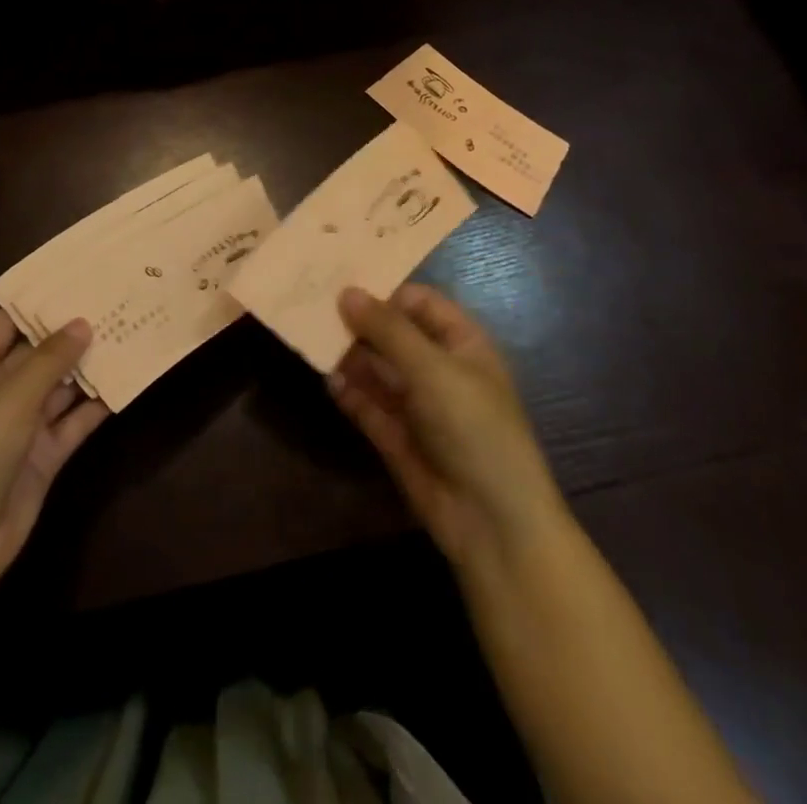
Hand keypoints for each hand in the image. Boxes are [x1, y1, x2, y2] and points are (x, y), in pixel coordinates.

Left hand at [0, 312, 107, 609]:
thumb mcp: (7, 403)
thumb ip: (48, 361)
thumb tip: (82, 323)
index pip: (6, 322)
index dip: (40, 301)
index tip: (80, 277)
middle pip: (38, 352)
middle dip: (73, 331)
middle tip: (117, 299)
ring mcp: (21, 426)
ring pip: (60, 386)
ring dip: (89, 365)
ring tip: (130, 330)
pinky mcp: (43, 456)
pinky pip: (73, 421)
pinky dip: (96, 405)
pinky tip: (127, 381)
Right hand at [328, 284, 567, 575]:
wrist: (493, 522)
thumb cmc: (474, 427)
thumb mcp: (433, 369)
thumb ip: (388, 330)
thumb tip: (346, 292)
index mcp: (462, 344)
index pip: (420, 303)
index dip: (385, 292)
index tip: (341, 284)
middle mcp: (438, 369)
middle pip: (393, 334)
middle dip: (359, 323)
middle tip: (314, 308)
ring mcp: (418, 405)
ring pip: (377, 369)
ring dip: (350, 357)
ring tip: (313, 340)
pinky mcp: (398, 438)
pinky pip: (369, 405)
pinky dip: (350, 393)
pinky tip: (330, 382)